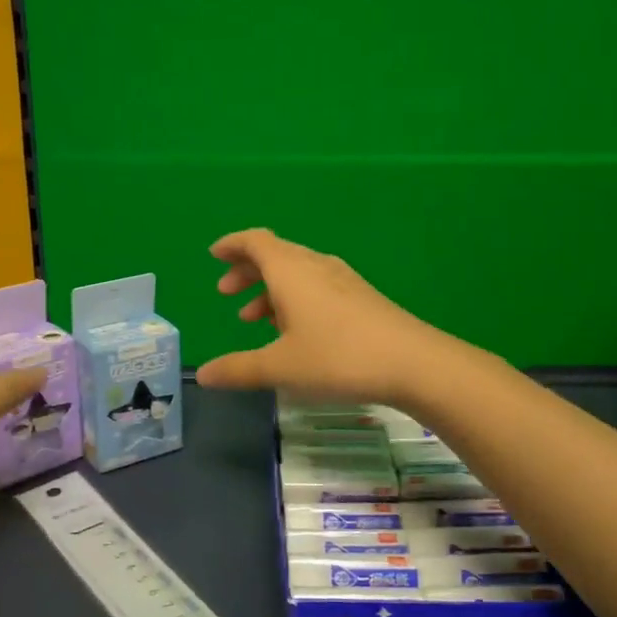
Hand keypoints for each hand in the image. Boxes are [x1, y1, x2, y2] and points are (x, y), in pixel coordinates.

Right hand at [196, 229, 447, 405]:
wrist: (413, 362)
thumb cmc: (338, 358)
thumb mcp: (281, 367)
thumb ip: (239, 369)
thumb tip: (203, 375)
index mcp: (291, 271)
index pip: (256, 241)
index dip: (233, 245)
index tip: (214, 255)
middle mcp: (315, 266)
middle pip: (275, 254)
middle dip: (247, 271)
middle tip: (227, 293)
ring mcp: (342, 280)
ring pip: (297, 272)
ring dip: (270, 289)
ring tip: (254, 319)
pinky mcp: (360, 297)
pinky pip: (316, 286)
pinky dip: (294, 298)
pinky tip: (295, 330)